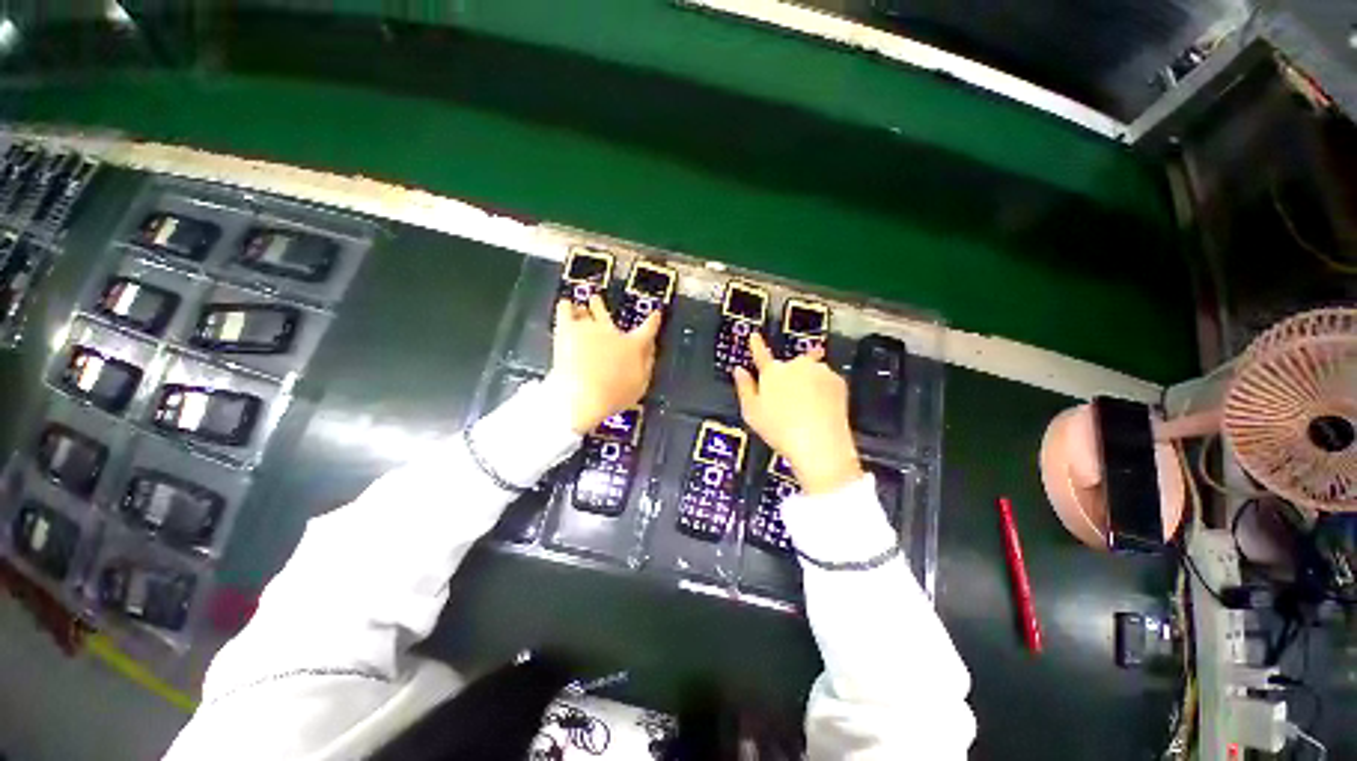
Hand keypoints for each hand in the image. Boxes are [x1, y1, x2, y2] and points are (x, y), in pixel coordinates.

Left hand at [551, 296, 660, 434]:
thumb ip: (646, 365)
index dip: (653, 321)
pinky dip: (566, 306)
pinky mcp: (568, 329)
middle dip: (602, 307)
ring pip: (586, 309)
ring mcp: (589, 328)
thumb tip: (650, 351)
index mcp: (634, 346)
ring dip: (584, 309)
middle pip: (608, 314)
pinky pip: (565, 309)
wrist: (584, 396)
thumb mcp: (640, 385)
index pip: (648, 329)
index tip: (655, 315)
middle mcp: (613, 332)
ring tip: (580, 307)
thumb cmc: (614, 395)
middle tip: (597, 302)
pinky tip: (566, 304)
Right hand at [733, 333, 862, 494]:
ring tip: (808, 408)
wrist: (820, 443)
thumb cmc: (779, 430)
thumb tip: (739, 370)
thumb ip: (744, 388)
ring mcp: (819, 370)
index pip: (761, 354)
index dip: (757, 344)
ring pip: (811, 372)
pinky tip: (822, 408)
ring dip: (808, 382)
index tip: (754, 335)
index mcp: (772, 372)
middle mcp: (796, 365)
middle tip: (790, 401)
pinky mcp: (838, 380)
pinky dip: (824, 390)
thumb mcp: (751, 412)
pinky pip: (827, 381)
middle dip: (790, 377)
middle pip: (790, 366)